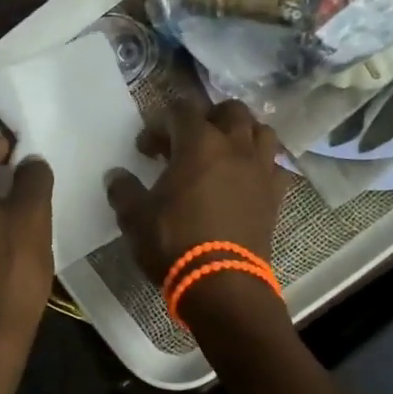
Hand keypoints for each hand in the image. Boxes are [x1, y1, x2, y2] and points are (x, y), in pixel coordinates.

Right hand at [105, 99, 289, 283]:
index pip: (181, 110)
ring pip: (261, 131)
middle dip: (207, 118)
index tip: (145, 148)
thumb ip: (123, 190)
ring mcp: (261, 169)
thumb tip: (116, 176)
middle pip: (230, 110)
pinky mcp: (276, 195)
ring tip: (223, 153)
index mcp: (199, 143)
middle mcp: (235, 146)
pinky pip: (275, 166)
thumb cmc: (175, 242)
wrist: (222, 283)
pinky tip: (247, 180)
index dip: (159, 122)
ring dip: (242, 135)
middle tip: (187, 142)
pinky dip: (262, 165)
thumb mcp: (135, 217)